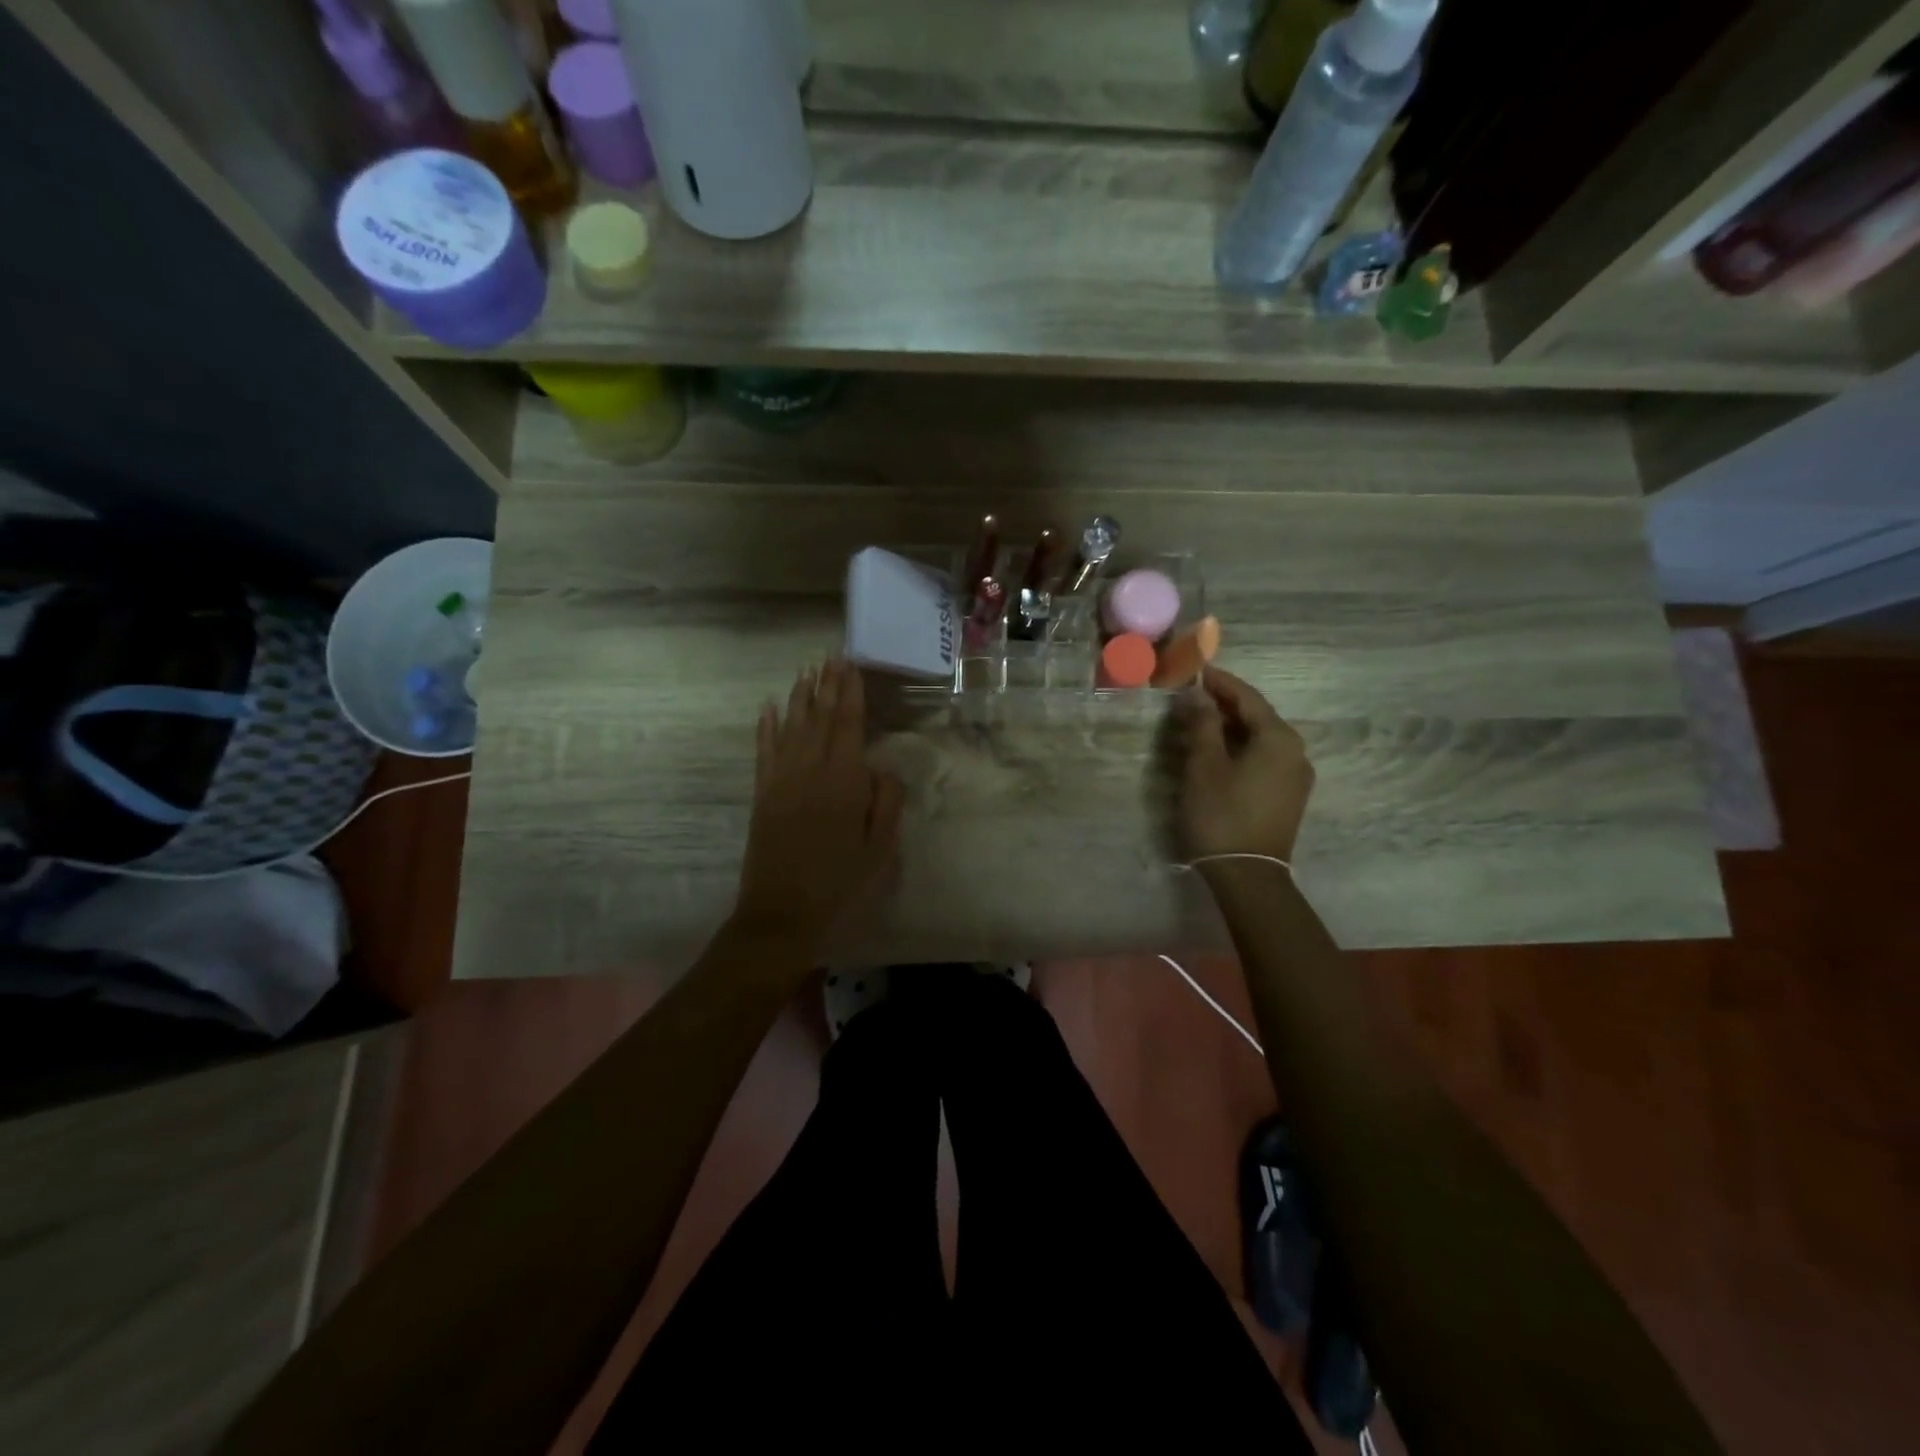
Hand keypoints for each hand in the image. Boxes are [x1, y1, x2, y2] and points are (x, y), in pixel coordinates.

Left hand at [732, 659, 904, 953]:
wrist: (781, 916)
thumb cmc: (840, 886)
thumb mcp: (880, 851)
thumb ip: (885, 803)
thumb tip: (881, 767)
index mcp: (843, 783)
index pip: (847, 726)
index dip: (850, 693)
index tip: (850, 665)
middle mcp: (809, 772)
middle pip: (818, 718)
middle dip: (825, 686)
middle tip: (829, 656)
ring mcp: (781, 782)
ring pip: (790, 728)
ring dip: (798, 697)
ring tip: (806, 671)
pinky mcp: (762, 796)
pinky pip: (763, 752)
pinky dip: (765, 728)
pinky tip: (768, 708)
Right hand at [1173, 667, 1313, 864]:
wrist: (1248, 875)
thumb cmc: (1222, 814)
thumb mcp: (1204, 765)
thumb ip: (1202, 724)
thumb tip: (1197, 694)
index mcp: (1278, 738)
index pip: (1247, 697)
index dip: (1219, 682)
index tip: (1196, 670)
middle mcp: (1295, 751)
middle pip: (1257, 717)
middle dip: (1224, 705)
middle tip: (1192, 697)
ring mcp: (1296, 776)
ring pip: (1260, 739)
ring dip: (1230, 728)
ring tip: (1199, 724)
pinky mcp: (1289, 796)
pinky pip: (1264, 759)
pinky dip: (1240, 749)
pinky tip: (1218, 754)